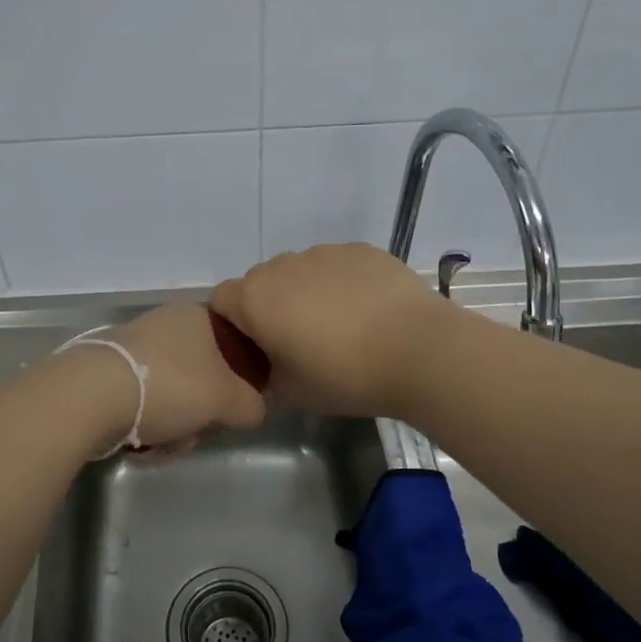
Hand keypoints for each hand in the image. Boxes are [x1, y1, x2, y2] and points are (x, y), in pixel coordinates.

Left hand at [74, 302, 267, 455]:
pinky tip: (141, 445)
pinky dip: (147, 426)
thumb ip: (251, 404)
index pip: (233, 344)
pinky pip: (142, 403)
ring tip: (164, 445)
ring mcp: (135, 348)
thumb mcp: (227, 398)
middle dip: (202, 413)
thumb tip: (253, 409)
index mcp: (197, 316)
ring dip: (175, 427)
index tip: (234, 405)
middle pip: (202, 376)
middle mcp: (166, 324)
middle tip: (196, 432)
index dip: (239, 379)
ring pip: (172, 395)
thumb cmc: (170, 386)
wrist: (90, 396)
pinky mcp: (108, 373)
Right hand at [210, 243, 448, 418]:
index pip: (221, 300)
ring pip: (300, 272)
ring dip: (306, 293)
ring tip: (341, 326)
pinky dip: (341, 283)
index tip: (256, 349)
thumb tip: (270, 361)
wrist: (419, 350)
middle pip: (261, 282)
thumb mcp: (291, 392)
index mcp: (255, 298)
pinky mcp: (361, 249)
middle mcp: (282, 266)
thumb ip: (266, 372)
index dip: (232, 325)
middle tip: (298, 341)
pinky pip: (337, 265)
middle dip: (270, 307)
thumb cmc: (345, 376)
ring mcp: (324, 252)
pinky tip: (368, 311)